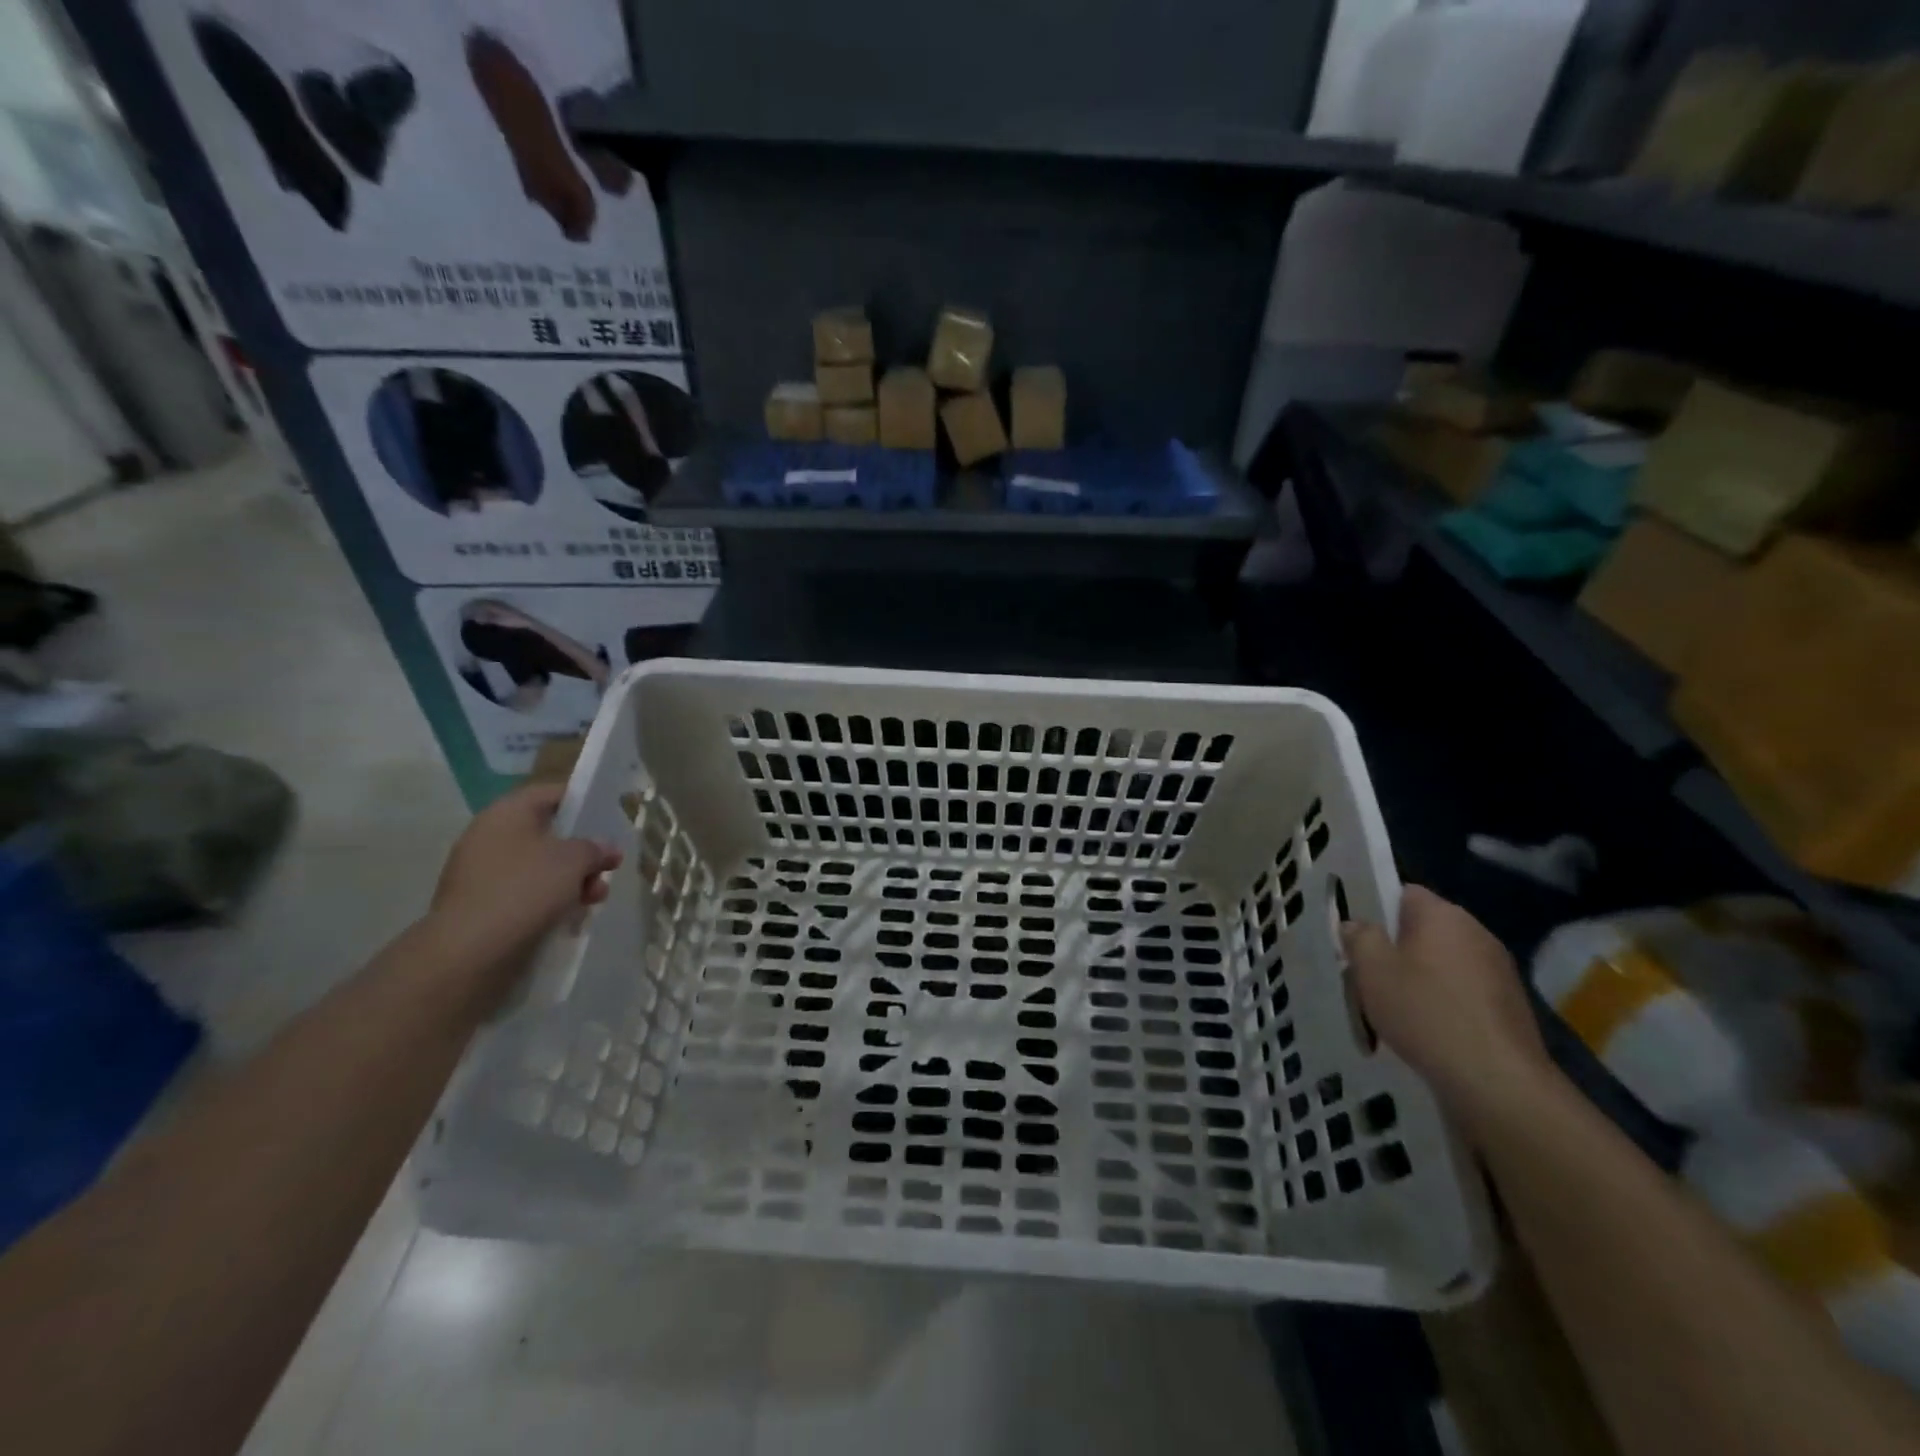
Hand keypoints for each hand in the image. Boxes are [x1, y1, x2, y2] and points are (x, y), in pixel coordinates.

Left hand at [421, 782, 621, 1002]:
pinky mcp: (482, 907)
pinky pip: (525, 894)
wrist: (469, 952)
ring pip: (539, 867)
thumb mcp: (573, 860)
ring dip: (572, 879)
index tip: (609, 819)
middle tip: (608, 867)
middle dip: (582, 851)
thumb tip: (606, 848)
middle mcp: (490, 837)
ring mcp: (483, 874)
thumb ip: (595, 848)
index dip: (583, 802)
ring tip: (595, 899)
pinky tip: (571, 917)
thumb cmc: (525, 890)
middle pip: (548, 834)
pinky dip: (550, 901)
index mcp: (507, 814)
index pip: (551, 794)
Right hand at [1343, 886, 1554, 1136]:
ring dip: (1424, 977)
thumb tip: (1358, 925)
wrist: (1496, 1080)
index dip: (1378, 911)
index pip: (1404, 893)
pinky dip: (1447, 1003)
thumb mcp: (1371, 969)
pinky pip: (1465, 991)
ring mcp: (1500, 969)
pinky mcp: (1512, 1005)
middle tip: (1372, 975)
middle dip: (1399, 947)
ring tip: (1399, 1008)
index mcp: (1442, 914)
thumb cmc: (1424, 1011)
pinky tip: (1431, 1031)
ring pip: (1446, 962)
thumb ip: (1359, 937)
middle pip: (1426, 929)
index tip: (1360, 939)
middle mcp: (1476, 932)